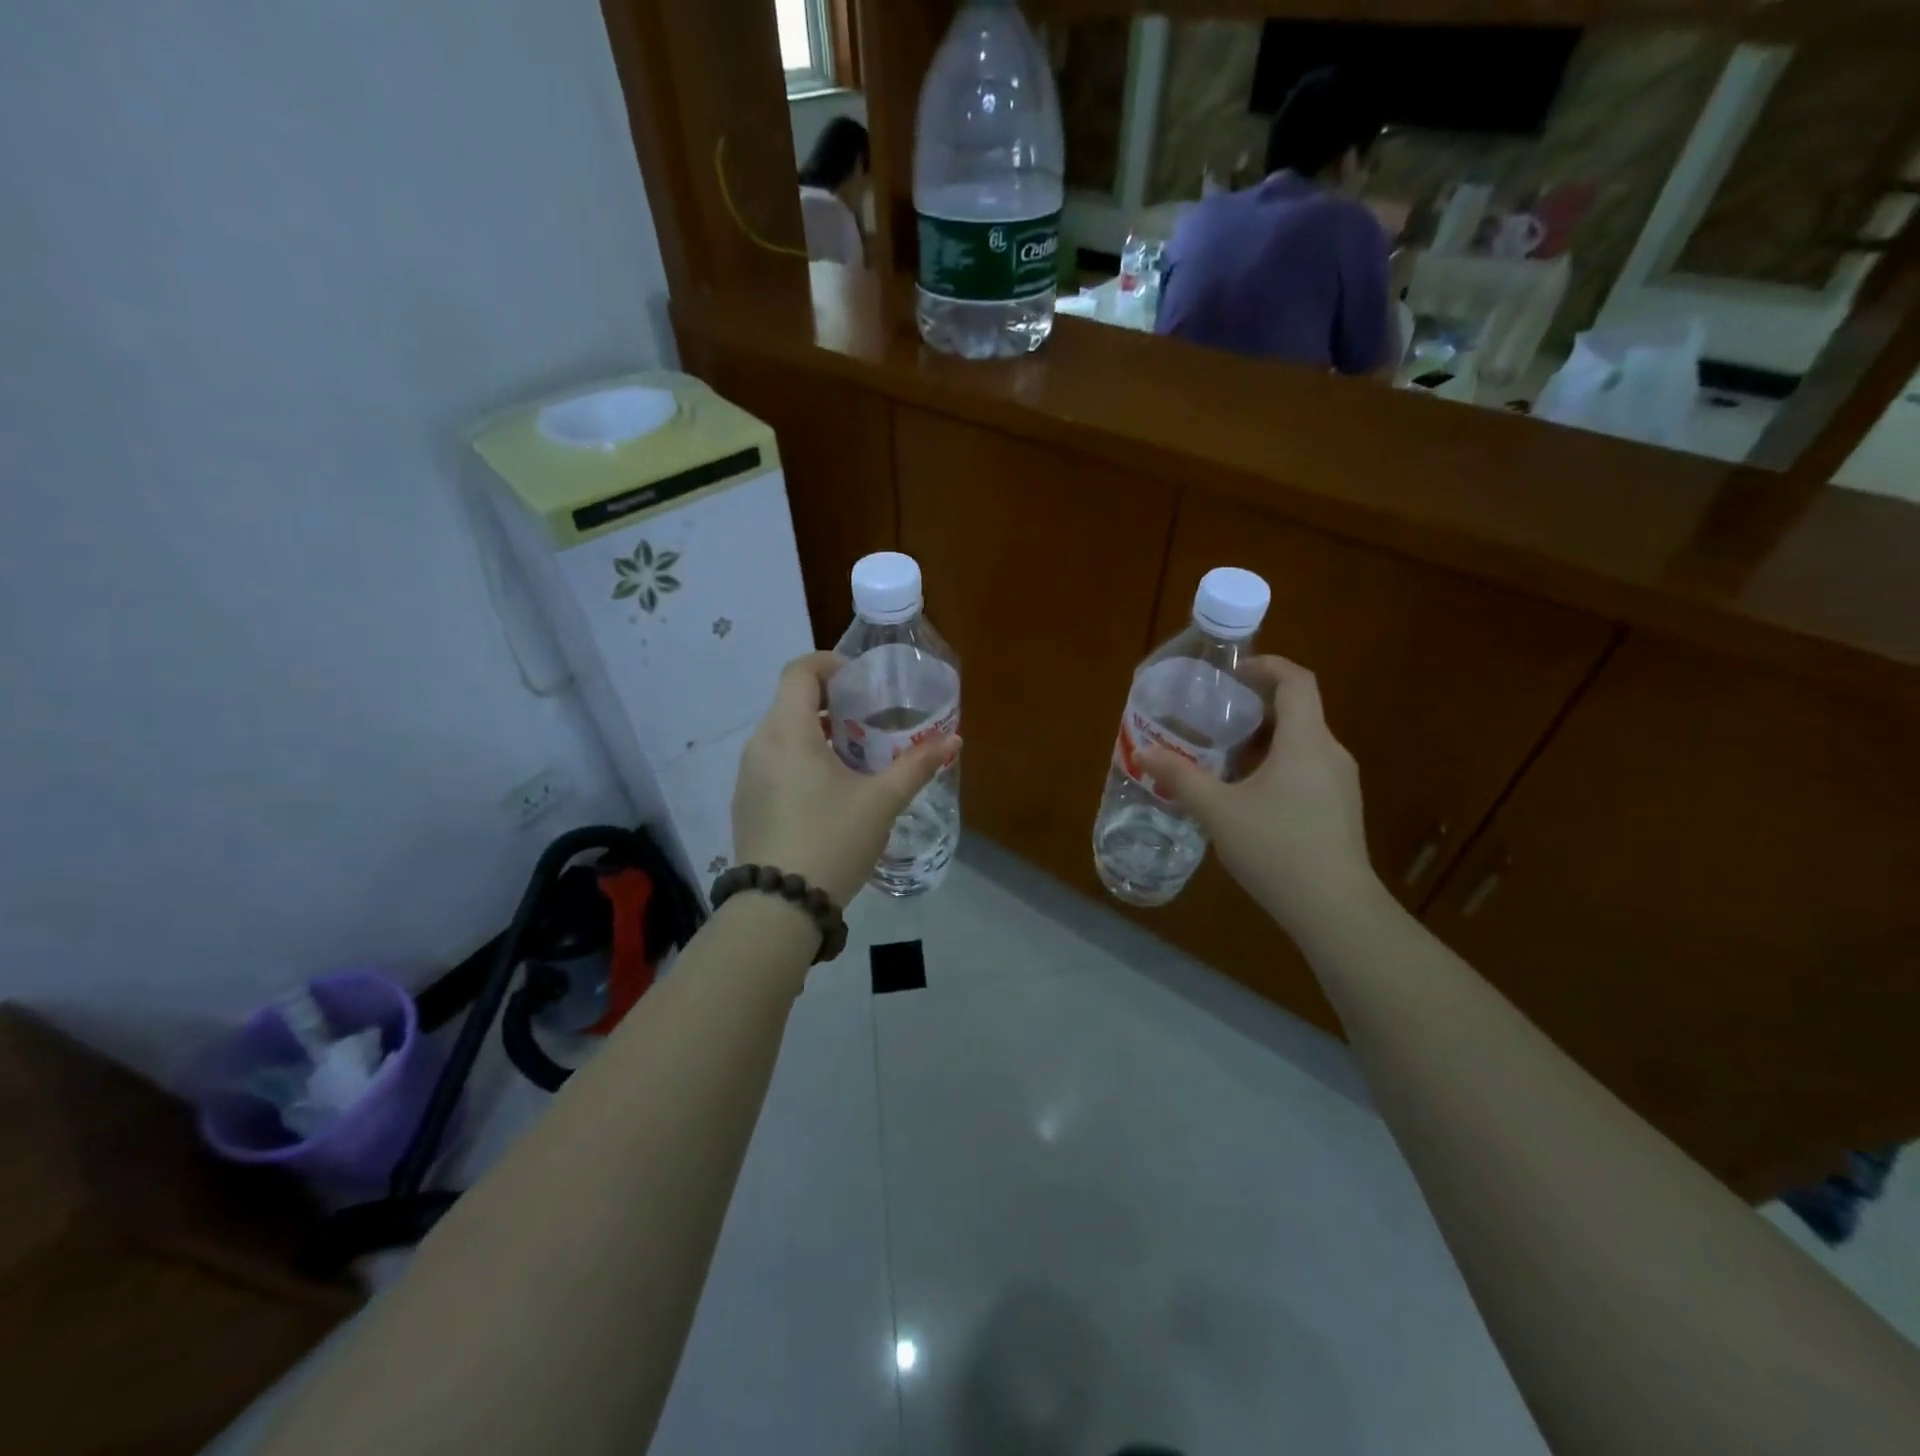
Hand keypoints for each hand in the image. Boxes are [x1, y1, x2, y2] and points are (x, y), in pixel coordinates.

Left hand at [732, 652, 958, 908]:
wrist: (779, 907)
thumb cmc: (832, 841)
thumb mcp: (881, 802)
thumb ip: (917, 766)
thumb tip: (954, 740)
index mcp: (788, 732)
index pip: (800, 670)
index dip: (831, 664)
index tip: (863, 683)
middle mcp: (760, 744)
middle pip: (792, 701)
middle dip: (832, 704)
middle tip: (870, 723)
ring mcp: (747, 776)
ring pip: (783, 734)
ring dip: (818, 735)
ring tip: (855, 760)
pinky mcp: (745, 802)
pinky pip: (774, 763)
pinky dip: (801, 761)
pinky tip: (829, 794)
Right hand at [1139, 656, 1381, 933]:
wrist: (1334, 909)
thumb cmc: (1276, 848)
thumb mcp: (1218, 811)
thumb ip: (1180, 777)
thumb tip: (1143, 751)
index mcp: (1306, 741)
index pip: (1296, 681)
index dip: (1267, 666)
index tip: (1232, 674)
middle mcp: (1330, 753)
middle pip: (1297, 710)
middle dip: (1254, 708)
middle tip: (1214, 718)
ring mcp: (1340, 782)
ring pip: (1301, 742)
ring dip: (1264, 740)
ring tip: (1223, 757)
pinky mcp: (1340, 808)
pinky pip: (1307, 768)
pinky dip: (1277, 764)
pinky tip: (1248, 795)